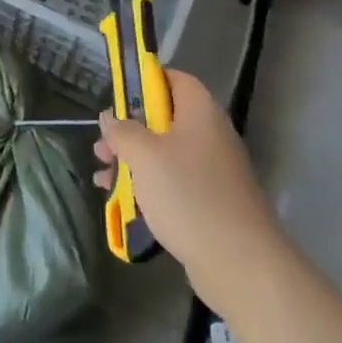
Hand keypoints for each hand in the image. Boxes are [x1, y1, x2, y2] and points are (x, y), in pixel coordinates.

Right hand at [94, 69, 281, 312]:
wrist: (239, 263)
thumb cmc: (188, 195)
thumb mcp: (144, 156)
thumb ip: (123, 131)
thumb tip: (110, 117)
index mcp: (200, 112)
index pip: (174, 79)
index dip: (145, 81)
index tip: (117, 97)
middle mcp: (209, 135)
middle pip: (164, 119)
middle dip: (129, 130)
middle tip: (102, 146)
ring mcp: (212, 171)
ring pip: (164, 154)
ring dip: (132, 161)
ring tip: (102, 176)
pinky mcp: (210, 202)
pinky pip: (173, 183)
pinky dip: (147, 186)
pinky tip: (121, 201)